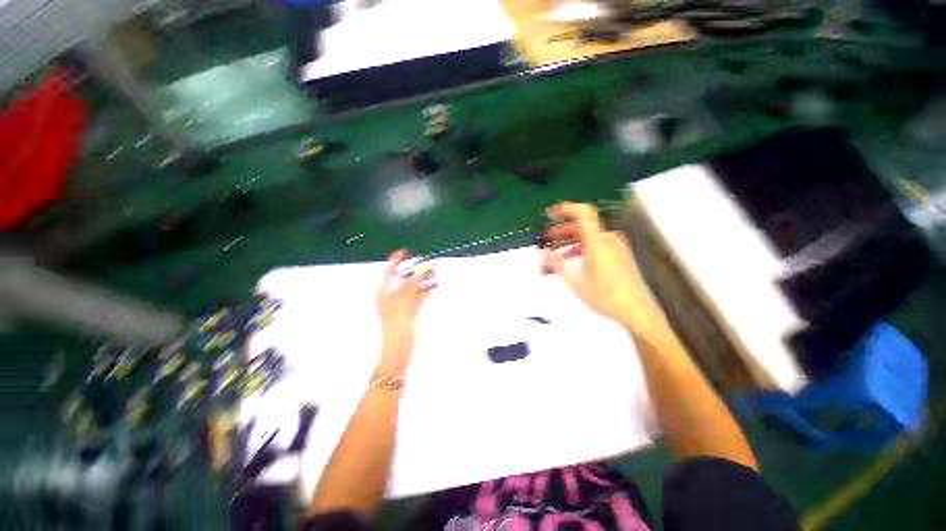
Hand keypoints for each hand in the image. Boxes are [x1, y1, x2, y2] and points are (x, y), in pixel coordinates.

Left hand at [375, 250, 433, 373]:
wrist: (397, 353)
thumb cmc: (396, 329)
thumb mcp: (403, 305)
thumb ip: (412, 286)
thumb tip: (421, 270)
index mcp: (384, 295)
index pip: (388, 274)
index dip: (395, 262)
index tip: (405, 252)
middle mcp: (391, 298)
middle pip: (403, 280)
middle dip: (415, 271)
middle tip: (428, 263)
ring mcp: (401, 306)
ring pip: (413, 289)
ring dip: (422, 282)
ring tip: (434, 273)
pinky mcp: (410, 314)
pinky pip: (418, 299)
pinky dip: (425, 293)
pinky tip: (433, 288)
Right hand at [540, 202, 660, 331]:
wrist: (635, 311)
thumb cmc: (607, 298)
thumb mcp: (575, 282)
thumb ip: (556, 264)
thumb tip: (543, 253)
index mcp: (597, 242)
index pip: (582, 213)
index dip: (564, 209)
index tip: (550, 215)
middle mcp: (607, 239)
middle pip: (581, 225)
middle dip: (560, 231)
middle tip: (546, 239)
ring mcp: (614, 246)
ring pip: (586, 235)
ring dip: (568, 241)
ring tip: (553, 252)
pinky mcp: (617, 253)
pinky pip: (594, 243)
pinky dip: (579, 247)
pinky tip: (569, 259)